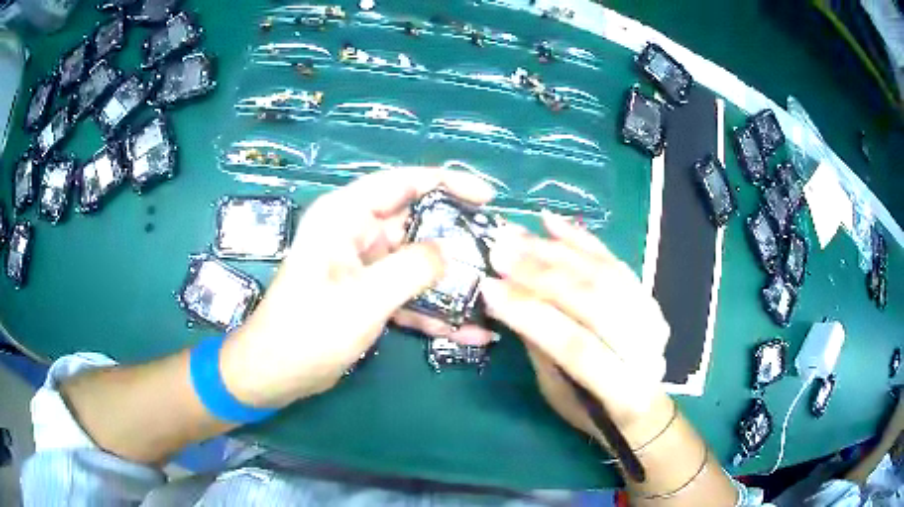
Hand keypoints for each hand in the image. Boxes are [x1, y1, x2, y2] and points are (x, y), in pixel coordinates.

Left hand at [219, 168, 494, 407]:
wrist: (276, 373)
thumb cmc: (309, 330)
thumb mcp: (364, 298)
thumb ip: (412, 268)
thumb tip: (449, 251)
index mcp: (345, 215)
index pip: (403, 182)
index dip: (448, 183)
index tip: (488, 199)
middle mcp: (355, 232)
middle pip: (417, 223)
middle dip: (457, 240)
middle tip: (499, 255)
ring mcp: (364, 266)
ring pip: (417, 262)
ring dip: (451, 281)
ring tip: (493, 294)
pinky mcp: (368, 294)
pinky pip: (409, 294)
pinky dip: (435, 311)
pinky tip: (470, 331)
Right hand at [480, 212, 672, 440]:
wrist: (643, 407)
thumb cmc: (592, 411)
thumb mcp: (558, 394)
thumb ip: (541, 348)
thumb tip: (511, 298)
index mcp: (623, 390)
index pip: (575, 345)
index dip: (532, 315)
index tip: (490, 288)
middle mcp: (647, 349)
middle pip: (594, 301)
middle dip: (541, 274)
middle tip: (499, 250)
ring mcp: (653, 318)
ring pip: (604, 274)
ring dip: (557, 250)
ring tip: (517, 235)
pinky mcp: (650, 297)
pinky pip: (615, 261)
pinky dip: (583, 240)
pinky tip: (552, 222)